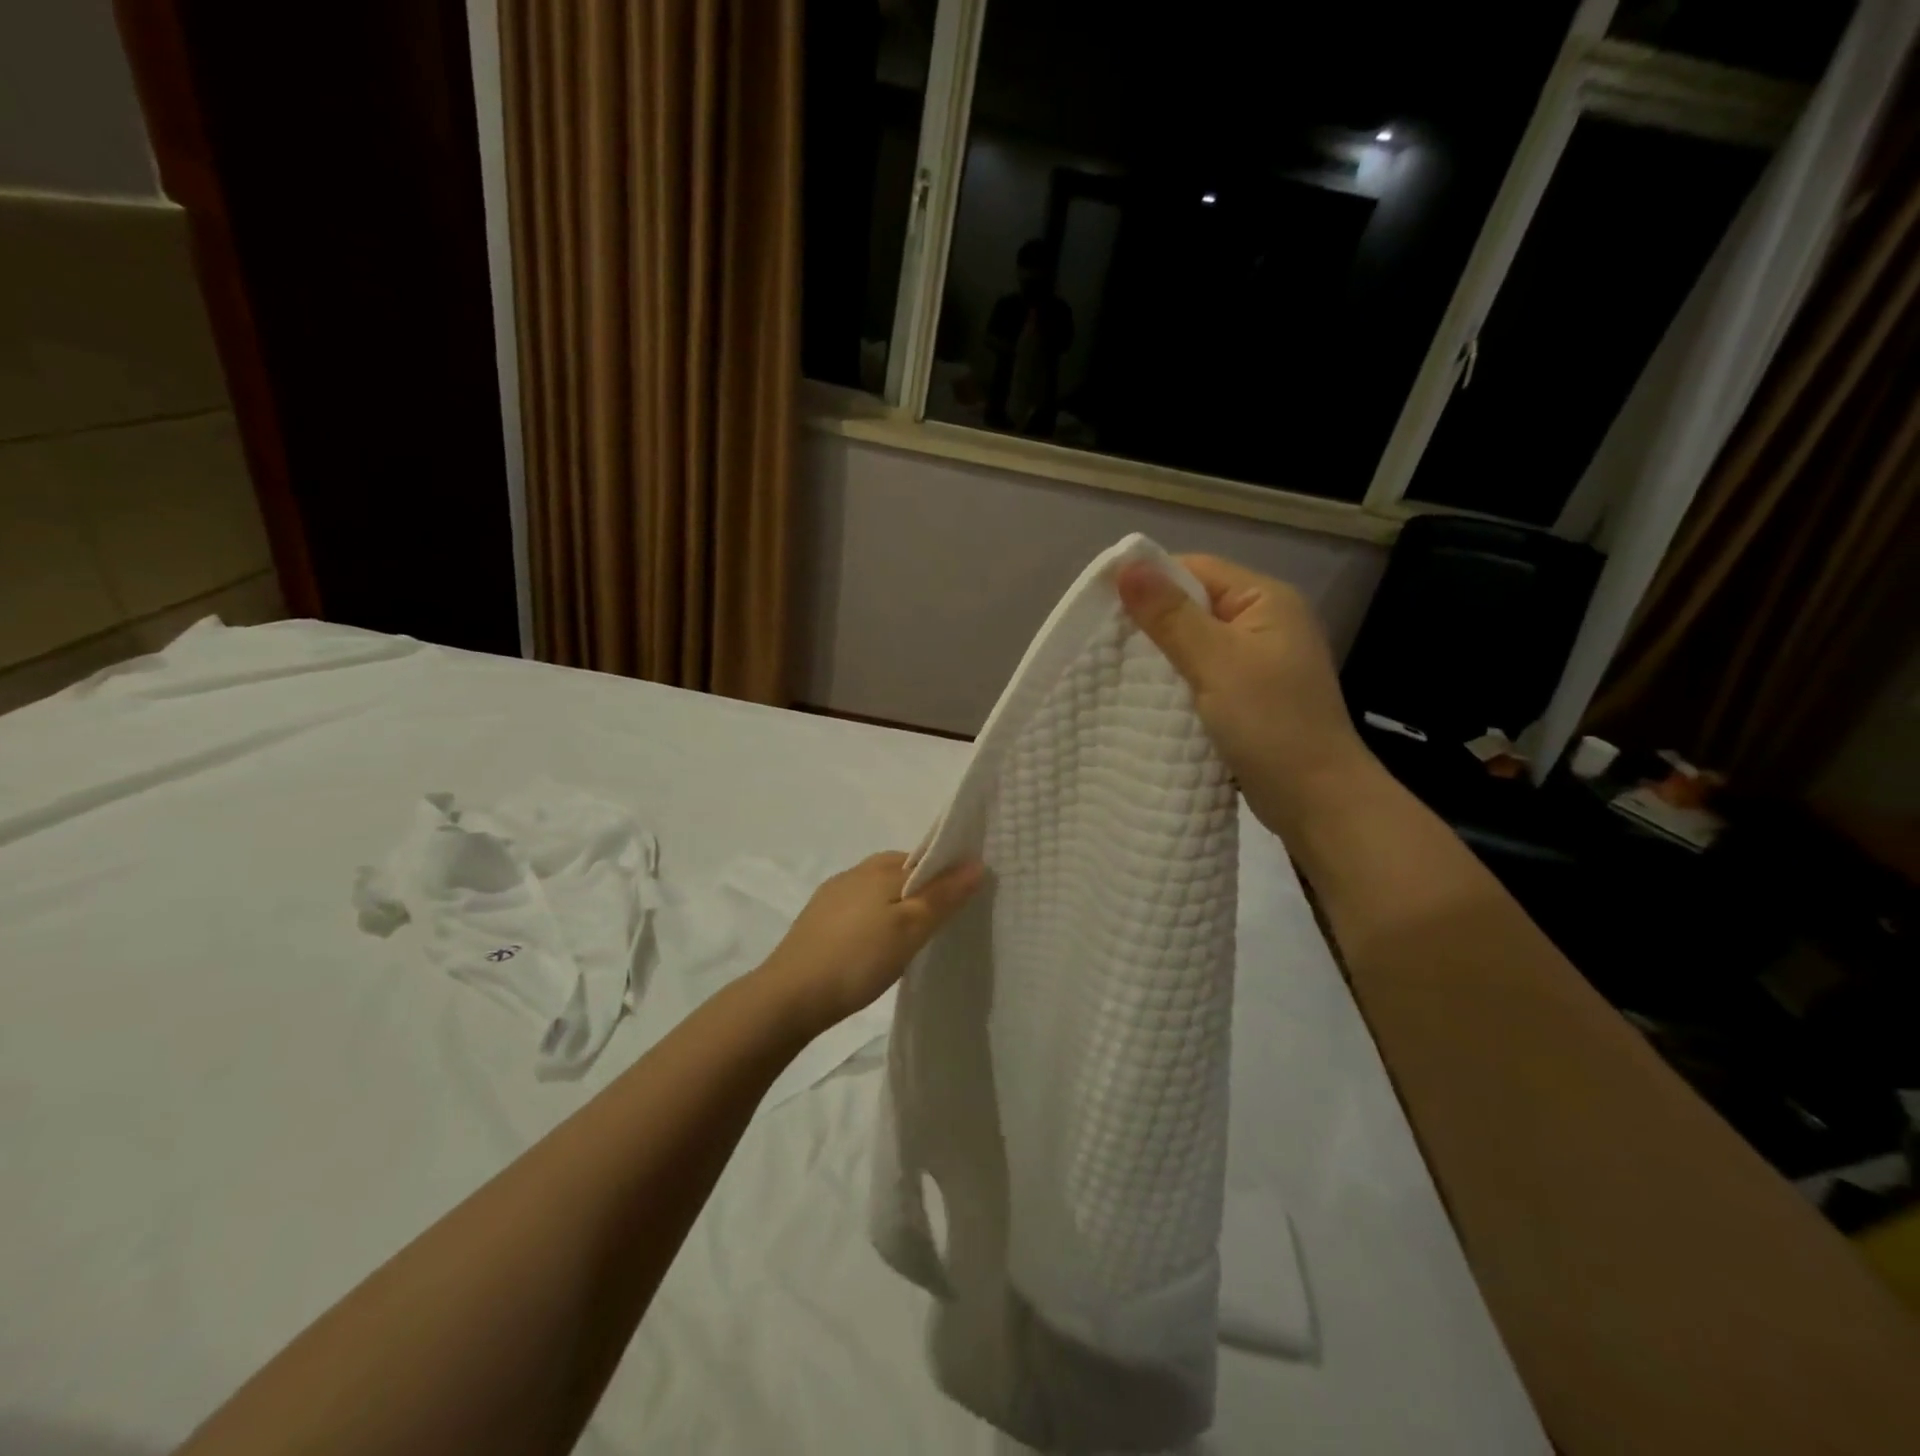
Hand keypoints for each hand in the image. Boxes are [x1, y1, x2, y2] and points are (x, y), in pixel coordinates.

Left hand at [756, 852, 983, 1033]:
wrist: (789, 996)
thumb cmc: (858, 959)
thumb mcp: (910, 929)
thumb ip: (943, 896)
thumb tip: (977, 863)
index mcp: (880, 868)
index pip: (924, 858)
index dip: (946, 874)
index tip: (963, 901)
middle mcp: (855, 872)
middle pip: (900, 871)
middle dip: (921, 888)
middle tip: (939, 923)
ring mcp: (832, 895)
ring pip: (877, 889)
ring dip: (896, 903)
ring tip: (910, 937)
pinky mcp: (817, 919)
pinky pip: (858, 907)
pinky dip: (874, 917)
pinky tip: (874, 946)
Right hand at [1116, 554, 1374, 839]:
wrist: (1316, 801)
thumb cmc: (1270, 724)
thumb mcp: (1215, 662)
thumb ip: (1170, 615)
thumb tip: (1126, 564)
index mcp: (1266, 600)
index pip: (1196, 570)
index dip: (1150, 582)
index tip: (1101, 608)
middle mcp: (1265, 623)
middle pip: (1194, 605)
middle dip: (1151, 622)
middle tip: (1103, 643)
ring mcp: (1259, 663)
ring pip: (1195, 644)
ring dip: (1161, 656)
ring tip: (1117, 670)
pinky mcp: (1250, 697)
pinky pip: (1203, 675)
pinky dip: (1176, 682)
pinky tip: (1148, 697)